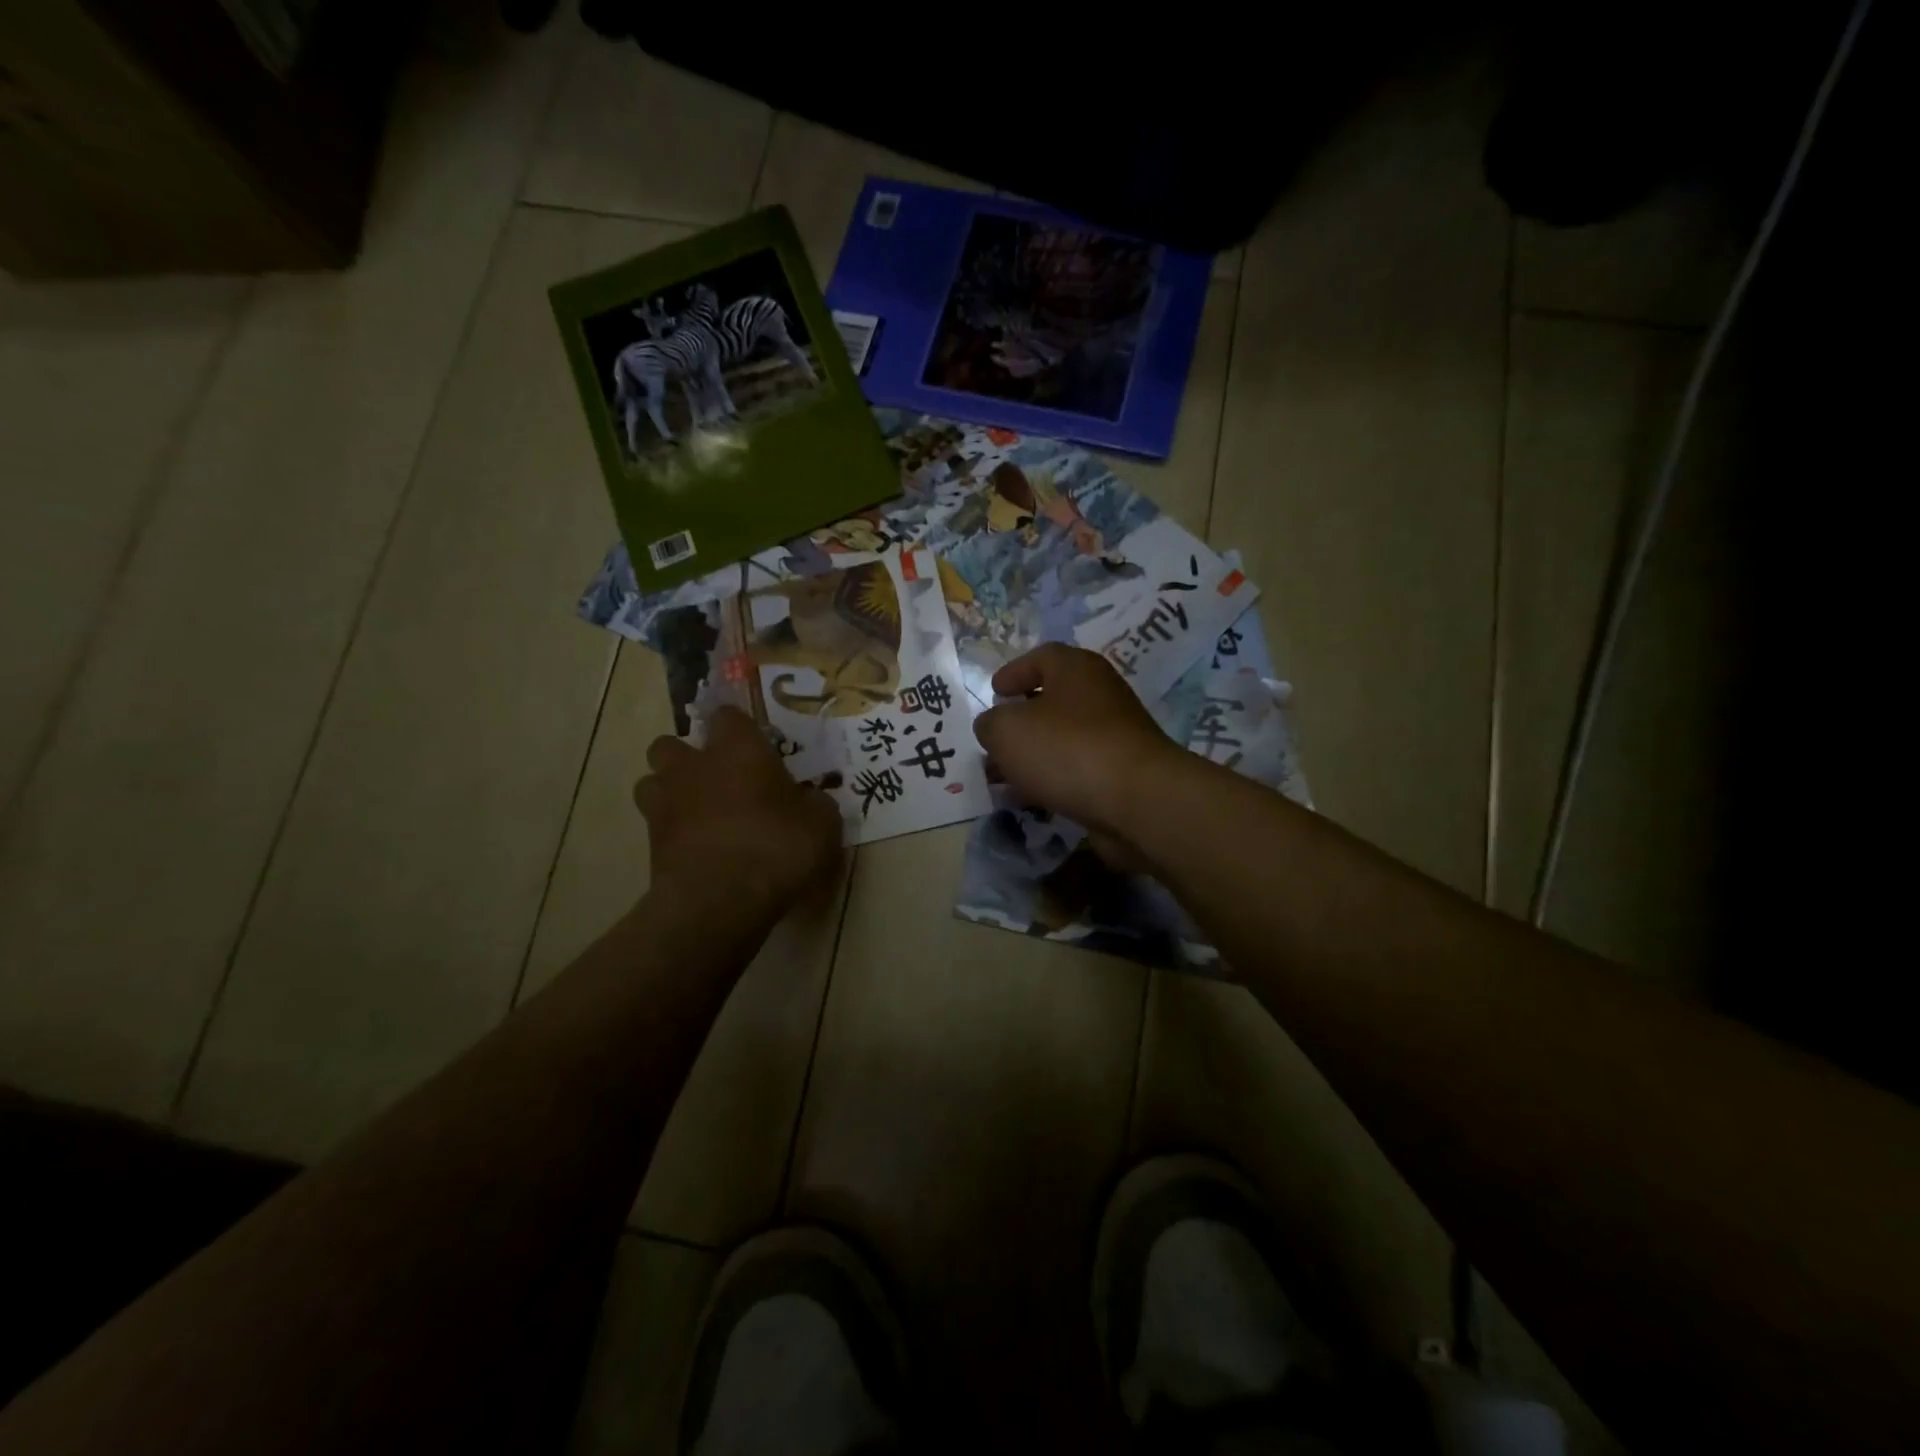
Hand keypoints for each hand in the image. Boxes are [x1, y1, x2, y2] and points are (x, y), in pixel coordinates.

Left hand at [635, 708, 841, 910]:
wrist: (719, 901)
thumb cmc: (776, 847)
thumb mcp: (821, 824)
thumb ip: (814, 803)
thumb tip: (810, 801)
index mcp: (737, 748)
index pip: (727, 715)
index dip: (740, 729)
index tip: (757, 747)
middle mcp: (693, 766)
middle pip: (671, 744)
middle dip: (689, 757)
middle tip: (720, 779)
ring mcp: (665, 803)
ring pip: (652, 781)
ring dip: (670, 791)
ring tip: (699, 812)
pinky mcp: (650, 843)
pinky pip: (656, 825)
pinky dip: (672, 831)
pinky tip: (697, 848)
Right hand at [971, 644, 1181, 867]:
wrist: (1136, 800)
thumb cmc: (1066, 749)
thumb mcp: (1007, 730)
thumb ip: (990, 724)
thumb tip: (993, 727)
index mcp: (1076, 669)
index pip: (1041, 657)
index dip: (1013, 672)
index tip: (994, 691)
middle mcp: (1099, 695)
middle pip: (1051, 701)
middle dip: (1018, 721)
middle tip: (992, 740)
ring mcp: (1113, 735)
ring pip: (1061, 739)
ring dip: (1030, 756)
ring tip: (998, 778)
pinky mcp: (1119, 773)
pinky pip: (1075, 770)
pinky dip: (1050, 780)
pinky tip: (1028, 799)